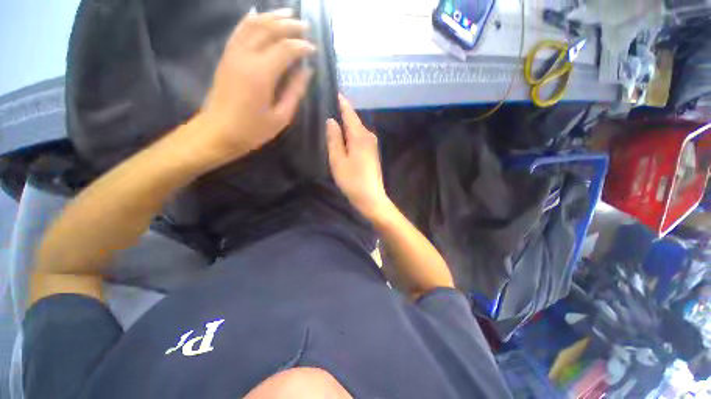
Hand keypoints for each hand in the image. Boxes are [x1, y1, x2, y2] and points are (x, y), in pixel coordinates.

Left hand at [198, 9, 314, 165]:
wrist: (218, 132)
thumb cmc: (252, 129)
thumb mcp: (281, 117)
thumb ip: (294, 92)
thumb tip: (306, 71)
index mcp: (261, 74)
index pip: (286, 49)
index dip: (302, 46)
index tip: (314, 49)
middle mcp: (246, 56)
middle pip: (269, 30)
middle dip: (289, 25)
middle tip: (305, 26)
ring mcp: (233, 53)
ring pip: (253, 25)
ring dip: (272, 17)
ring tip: (288, 13)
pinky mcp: (226, 56)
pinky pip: (239, 30)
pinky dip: (250, 19)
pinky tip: (258, 13)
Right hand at [327, 95, 391, 219]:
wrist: (371, 198)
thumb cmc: (352, 180)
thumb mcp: (338, 160)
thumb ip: (334, 139)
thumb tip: (332, 121)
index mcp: (359, 136)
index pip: (350, 113)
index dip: (342, 103)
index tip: (335, 92)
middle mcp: (368, 136)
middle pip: (354, 121)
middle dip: (343, 113)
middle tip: (329, 105)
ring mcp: (372, 145)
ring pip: (357, 130)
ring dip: (347, 125)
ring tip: (334, 119)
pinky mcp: (372, 153)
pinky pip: (360, 138)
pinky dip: (351, 135)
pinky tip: (344, 137)